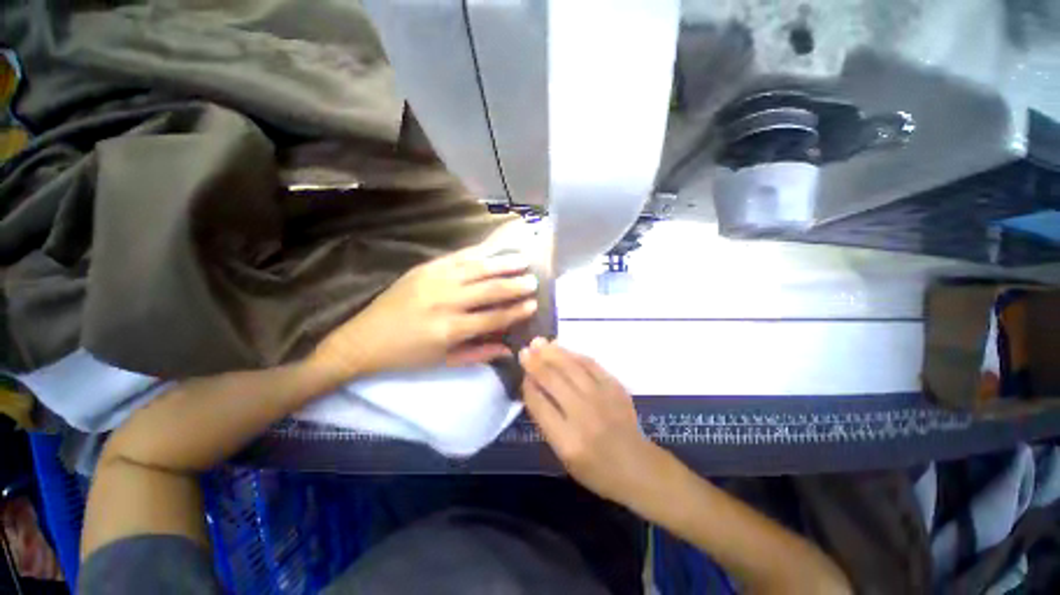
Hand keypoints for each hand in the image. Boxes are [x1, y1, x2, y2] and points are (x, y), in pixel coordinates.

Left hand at [309, 245, 538, 383]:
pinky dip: (479, 254)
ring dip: (502, 264)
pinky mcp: (424, 268)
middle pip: (489, 289)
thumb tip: (510, 348)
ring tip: (521, 261)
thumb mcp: (444, 362)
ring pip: (477, 269)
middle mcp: (446, 301)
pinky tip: (493, 251)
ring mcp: (434, 280)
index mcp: (451, 329)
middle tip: (533, 281)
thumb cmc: (407, 355)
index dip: (516, 311)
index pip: (494, 318)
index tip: (533, 305)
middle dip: (515, 285)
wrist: (364, 339)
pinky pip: (458, 257)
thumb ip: (480, 354)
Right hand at [520, 339, 661, 504]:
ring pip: (571, 367)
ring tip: (539, 342)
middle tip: (524, 349)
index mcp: (568, 440)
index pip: (540, 404)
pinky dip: (574, 355)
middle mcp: (584, 415)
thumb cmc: (595, 468)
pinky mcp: (615, 387)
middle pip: (554, 381)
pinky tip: (563, 348)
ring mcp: (602, 398)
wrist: (637, 466)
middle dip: (536, 363)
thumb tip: (532, 387)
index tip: (522, 374)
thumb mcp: (563, 455)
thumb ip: (546, 421)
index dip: (528, 386)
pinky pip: (591, 364)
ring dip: (553, 353)